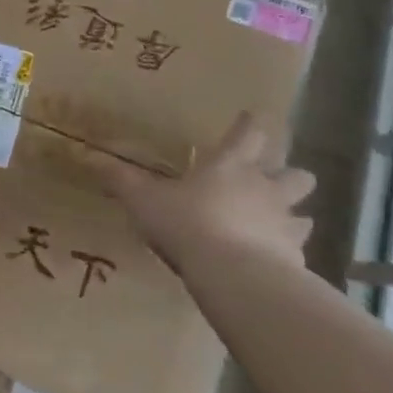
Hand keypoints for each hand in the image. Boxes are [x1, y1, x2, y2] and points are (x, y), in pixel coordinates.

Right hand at [102, 113, 313, 278]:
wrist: (233, 275)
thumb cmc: (186, 224)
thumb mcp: (142, 200)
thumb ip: (120, 180)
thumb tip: (89, 157)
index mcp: (229, 165)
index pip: (247, 134)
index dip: (250, 125)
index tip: (253, 117)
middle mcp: (264, 188)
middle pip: (295, 173)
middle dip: (289, 174)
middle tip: (273, 180)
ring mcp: (284, 223)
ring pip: (304, 212)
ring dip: (294, 214)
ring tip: (280, 222)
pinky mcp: (295, 258)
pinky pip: (298, 250)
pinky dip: (289, 252)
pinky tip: (276, 261)